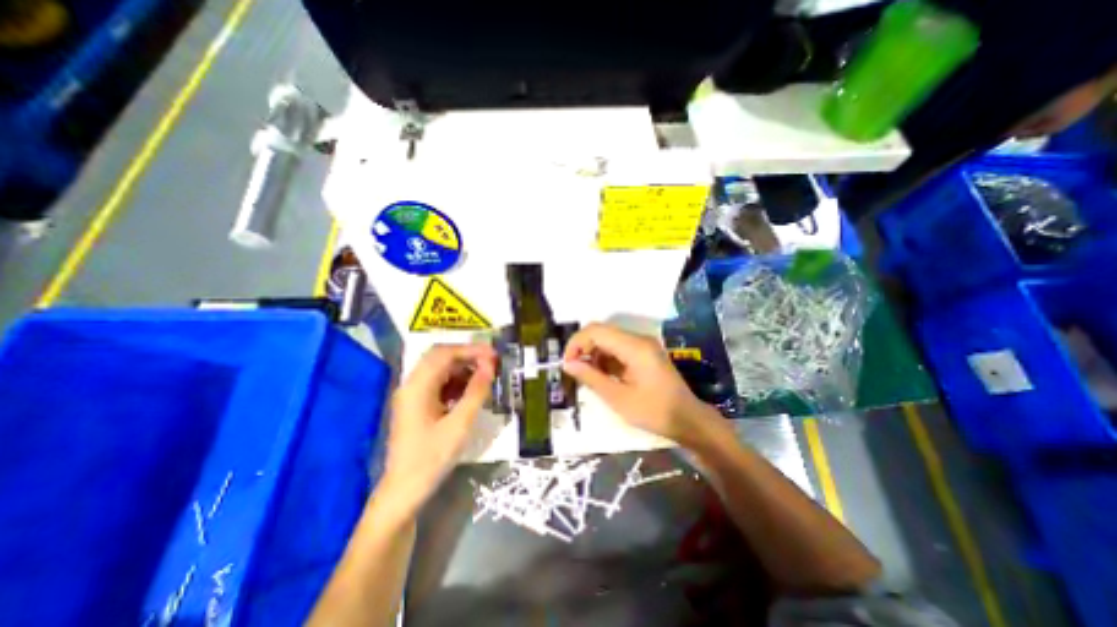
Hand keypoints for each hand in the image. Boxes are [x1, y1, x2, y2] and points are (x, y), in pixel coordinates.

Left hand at [379, 343, 490, 512]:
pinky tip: (471, 391)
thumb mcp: (459, 424)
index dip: (471, 350)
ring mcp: (413, 396)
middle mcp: (412, 385)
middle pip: (440, 358)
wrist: (404, 492)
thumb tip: (490, 365)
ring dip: (463, 369)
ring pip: (440, 370)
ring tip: (486, 375)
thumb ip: (476, 392)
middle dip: (467, 356)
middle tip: (492, 362)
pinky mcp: (417, 406)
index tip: (494, 355)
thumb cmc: (431, 458)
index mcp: (417, 386)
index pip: (445, 354)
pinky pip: (438, 384)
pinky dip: (456, 382)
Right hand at [558, 322, 703, 445]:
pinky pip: (618, 348)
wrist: (688, 419)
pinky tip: (602, 376)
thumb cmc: (654, 412)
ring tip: (587, 377)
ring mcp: (643, 345)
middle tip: (574, 371)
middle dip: (583, 348)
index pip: (596, 331)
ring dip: (593, 354)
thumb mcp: (618, 399)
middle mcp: (638, 339)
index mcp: (635, 347)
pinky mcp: (644, 352)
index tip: (566, 364)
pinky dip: (605, 359)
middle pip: (601, 332)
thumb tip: (567, 364)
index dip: (576, 343)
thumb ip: (591, 378)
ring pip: (608, 339)